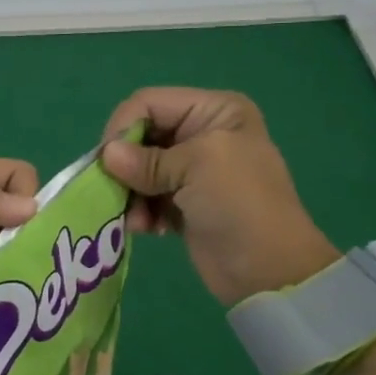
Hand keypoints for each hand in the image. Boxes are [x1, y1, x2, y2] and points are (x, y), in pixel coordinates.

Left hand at [0, 158, 38, 345]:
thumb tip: (35, 210)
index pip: (15, 175)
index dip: (27, 199)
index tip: (18, 234)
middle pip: (16, 214)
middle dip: (24, 237)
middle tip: (12, 269)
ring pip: (7, 248)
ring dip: (14, 266)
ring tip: (8, 292)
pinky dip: (0, 288)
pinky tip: (0, 306)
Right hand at [100, 88, 338, 306]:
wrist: (270, 272)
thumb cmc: (239, 204)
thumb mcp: (195, 167)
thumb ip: (146, 159)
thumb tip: (105, 155)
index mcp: (214, 110)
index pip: (149, 102)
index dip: (123, 126)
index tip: (107, 160)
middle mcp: (202, 132)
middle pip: (142, 135)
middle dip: (126, 164)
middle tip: (116, 191)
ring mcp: (193, 169)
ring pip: (140, 168)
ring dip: (132, 192)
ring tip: (136, 219)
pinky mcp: (184, 201)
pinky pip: (147, 195)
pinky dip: (142, 210)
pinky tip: (146, 229)